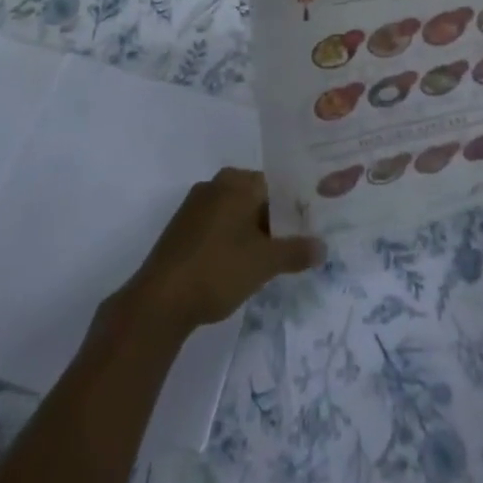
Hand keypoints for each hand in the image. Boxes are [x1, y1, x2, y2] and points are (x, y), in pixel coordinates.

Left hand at [118, 168, 322, 335]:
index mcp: (237, 181)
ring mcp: (196, 205)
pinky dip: (233, 240)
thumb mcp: (264, 263)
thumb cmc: (217, 270)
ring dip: (254, 232)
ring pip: (236, 213)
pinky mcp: (183, 228)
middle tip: (297, 245)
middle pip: (256, 197)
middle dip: (276, 221)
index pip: (277, 184)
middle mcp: (216, 183)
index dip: (296, 206)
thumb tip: (324, 247)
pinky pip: (218, 225)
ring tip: (273, 259)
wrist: (159, 302)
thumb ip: (296, 252)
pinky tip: (241, 266)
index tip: (311, 226)